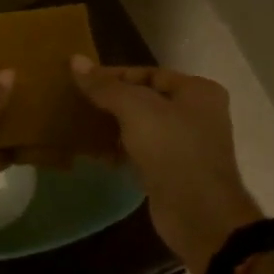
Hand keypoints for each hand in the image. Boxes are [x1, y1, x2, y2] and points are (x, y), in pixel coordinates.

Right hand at [71, 56, 261, 273]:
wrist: (199, 214)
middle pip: (145, 99)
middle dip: (111, 102)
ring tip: (80, 126)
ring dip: (113, 127)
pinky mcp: (173, 171)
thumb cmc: (172, 149)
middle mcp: (196, 114)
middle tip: (77, 103)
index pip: (148, 73)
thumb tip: (75, 59)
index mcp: (197, 91)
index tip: (82, 81)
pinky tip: (95, 154)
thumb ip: (105, 86)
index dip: (114, 75)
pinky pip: (141, 152)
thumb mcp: (135, 109)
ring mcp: (186, 144)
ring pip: (142, 127)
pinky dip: (120, 150)